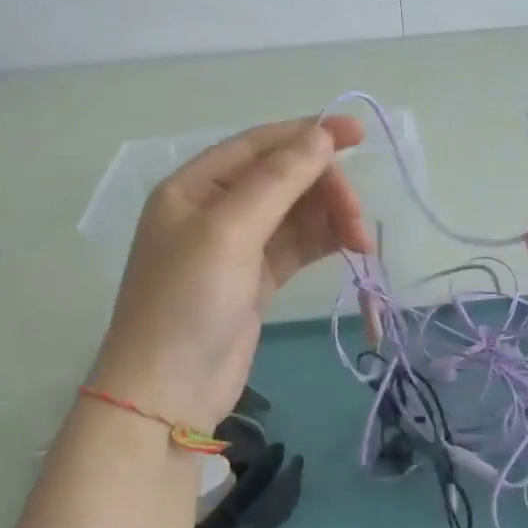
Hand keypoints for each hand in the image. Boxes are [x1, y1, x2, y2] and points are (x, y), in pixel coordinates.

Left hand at [89, 117, 371, 431]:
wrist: (167, 394)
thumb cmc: (188, 301)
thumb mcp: (230, 232)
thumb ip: (278, 180)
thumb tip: (320, 135)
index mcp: (194, 186)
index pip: (258, 144)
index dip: (307, 134)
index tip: (357, 134)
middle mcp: (214, 208)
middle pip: (282, 177)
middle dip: (324, 188)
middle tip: (357, 217)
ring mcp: (236, 245)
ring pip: (295, 212)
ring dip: (330, 216)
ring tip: (360, 241)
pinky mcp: (255, 278)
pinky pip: (297, 244)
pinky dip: (324, 240)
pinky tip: (351, 247)